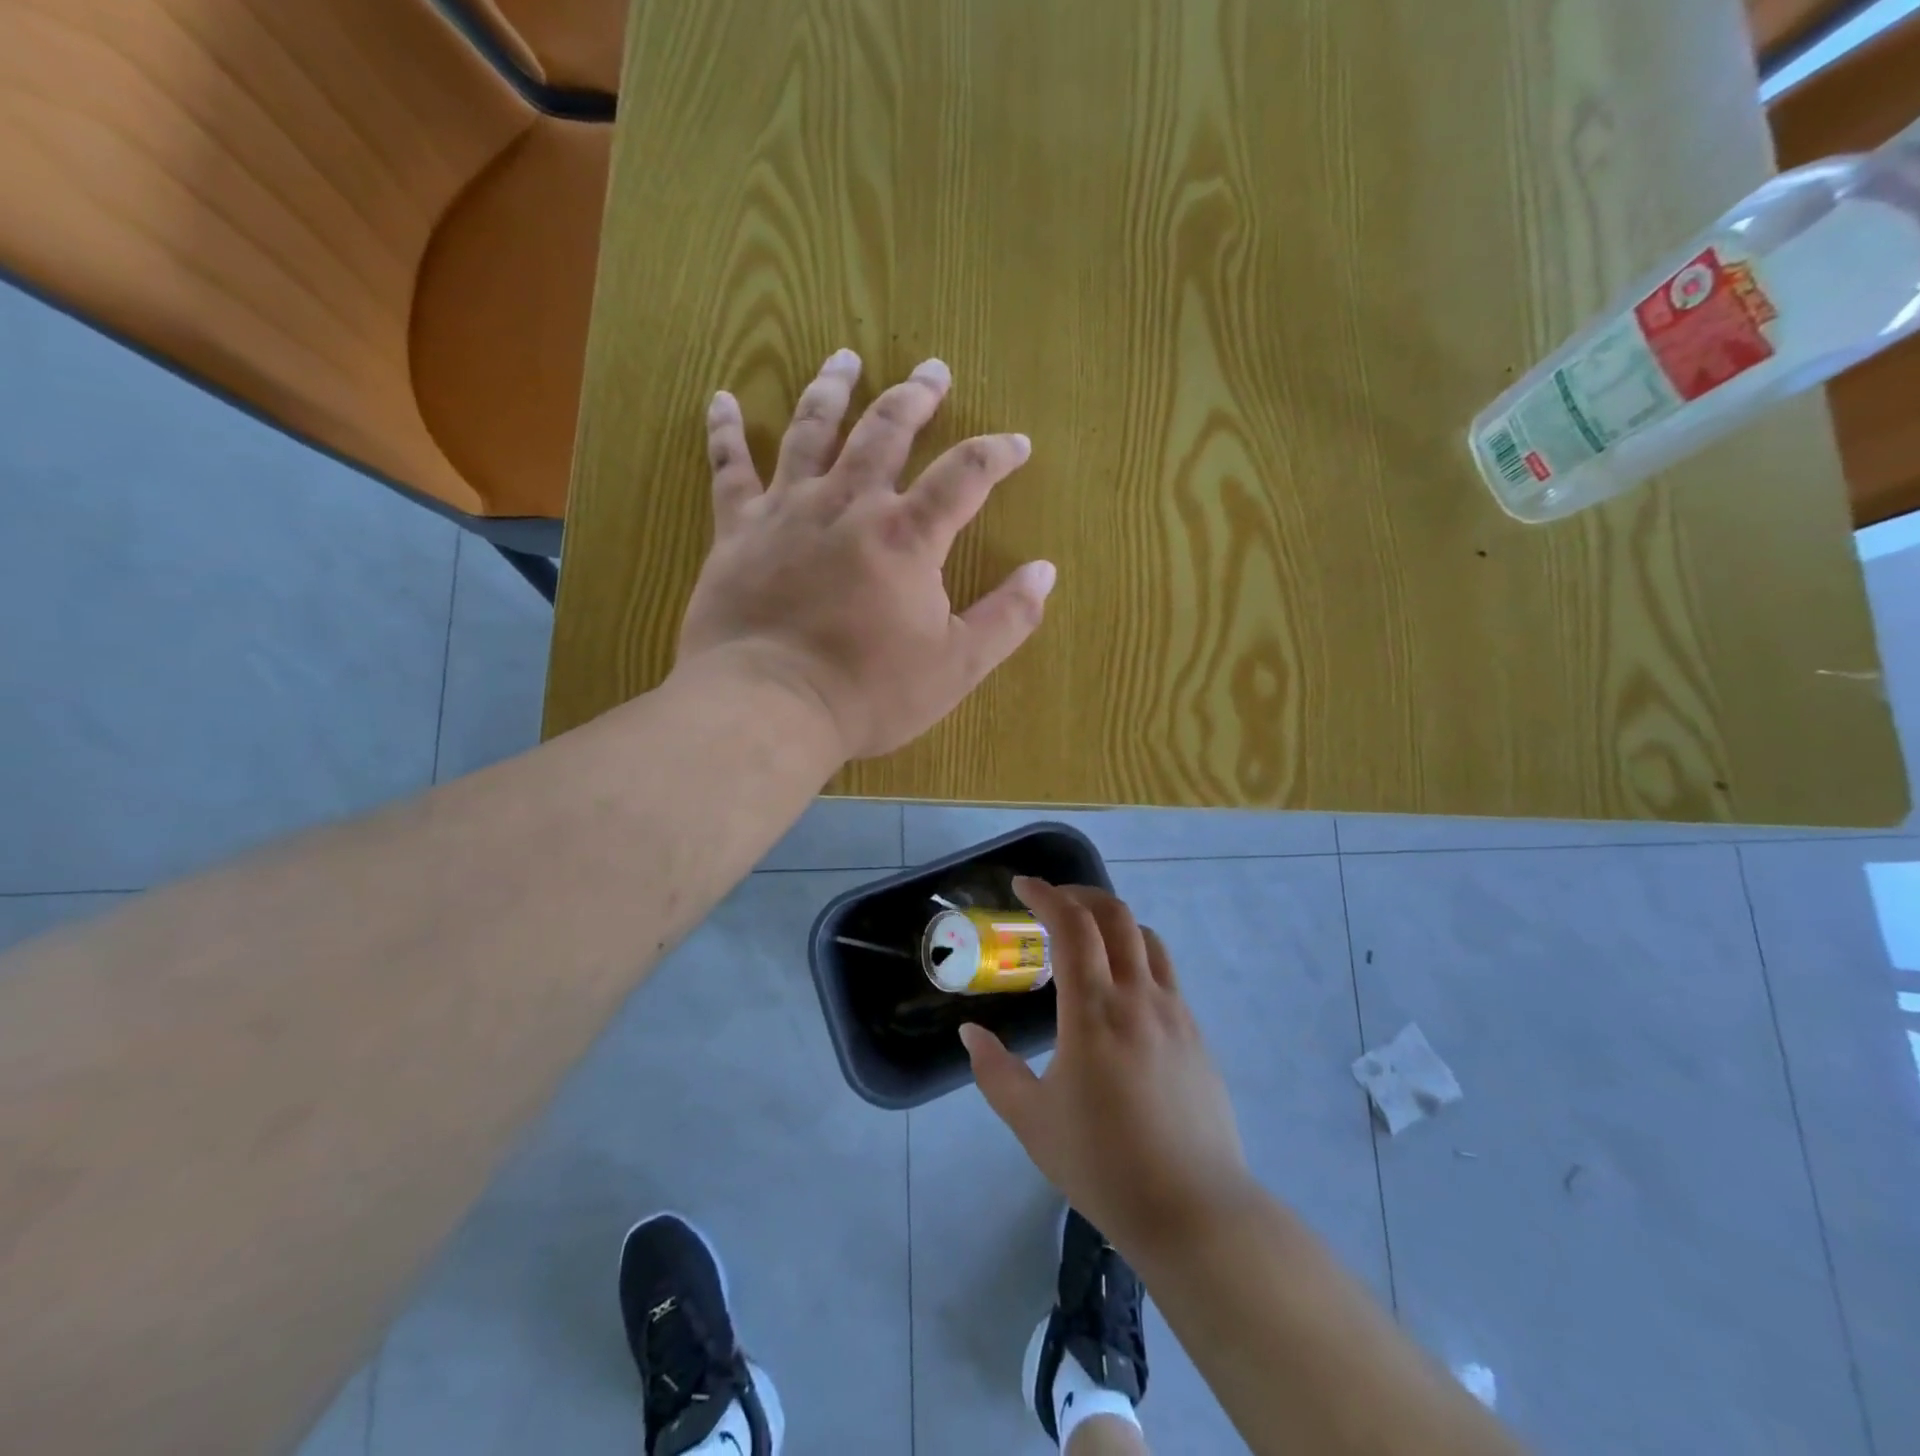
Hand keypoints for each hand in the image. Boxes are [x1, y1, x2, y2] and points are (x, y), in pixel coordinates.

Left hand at [676, 350, 1056, 761]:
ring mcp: (788, 510)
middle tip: (933, 369)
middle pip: (887, 431)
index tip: (1017, 443)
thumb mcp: (956, 666)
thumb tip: (1045, 571)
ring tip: (845, 358)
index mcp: (907, 536)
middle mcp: (848, 504)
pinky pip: (729, 468)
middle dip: (916, 396)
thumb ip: (1007, 618)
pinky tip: (723, 398)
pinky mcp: (737, 529)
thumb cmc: (867, 692)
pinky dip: (725, 431)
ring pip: (812, 431)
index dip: (996, 453)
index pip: (964, 475)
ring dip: (832, 390)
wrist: (768, 706)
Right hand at [961, 879, 1256, 1261]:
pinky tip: (1120, 993)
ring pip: (1146, 939)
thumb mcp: (1032, 1121)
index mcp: (1094, 1010)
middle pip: (1115, 915)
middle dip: (1080, 895)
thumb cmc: (1103, 1164)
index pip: (1072, 926)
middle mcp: (1138, 996)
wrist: (1194, 1210)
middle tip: (1052, 902)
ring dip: (1113, 922)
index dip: (1046, 895)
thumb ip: (994, 1071)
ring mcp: (1175, 1013)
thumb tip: (970, 1034)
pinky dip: (1136, 958)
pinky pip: (1164, 974)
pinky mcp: (1196, 1035)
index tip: (1022, 886)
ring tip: (1087, 940)